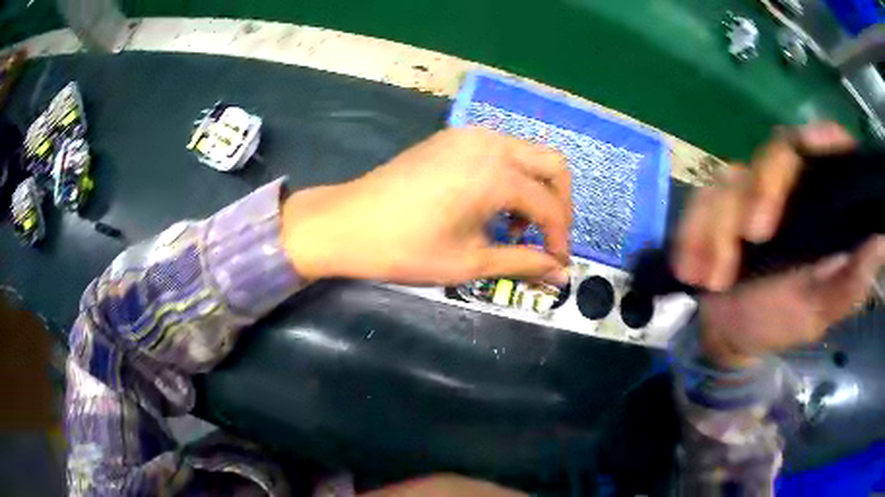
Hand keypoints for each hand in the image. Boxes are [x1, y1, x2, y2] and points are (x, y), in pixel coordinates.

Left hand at [280, 127, 571, 285]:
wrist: (346, 224)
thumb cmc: (405, 249)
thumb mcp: (469, 262)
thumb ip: (523, 263)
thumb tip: (560, 275)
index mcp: (497, 174)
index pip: (550, 206)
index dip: (560, 239)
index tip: (557, 265)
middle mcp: (490, 143)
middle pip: (552, 164)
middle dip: (559, 204)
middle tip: (547, 239)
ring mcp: (469, 135)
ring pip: (527, 153)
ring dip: (534, 188)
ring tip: (514, 226)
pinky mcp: (451, 138)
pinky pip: (499, 150)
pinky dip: (510, 176)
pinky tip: (490, 205)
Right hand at [674, 123, 884, 366]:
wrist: (729, 334)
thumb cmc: (780, 321)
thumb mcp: (819, 310)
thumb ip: (850, 283)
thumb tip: (881, 242)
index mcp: (818, 204)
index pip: (823, 149)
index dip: (821, 138)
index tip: (813, 146)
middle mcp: (786, 187)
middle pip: (775, 153)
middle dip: (762, 191)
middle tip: (753, 236)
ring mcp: (747, 191)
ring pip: (730, 181)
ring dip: (719, 230)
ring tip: (712, 280)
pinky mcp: (713, 204)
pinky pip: (698, 203)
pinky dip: (692, 235)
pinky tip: (692, 270)